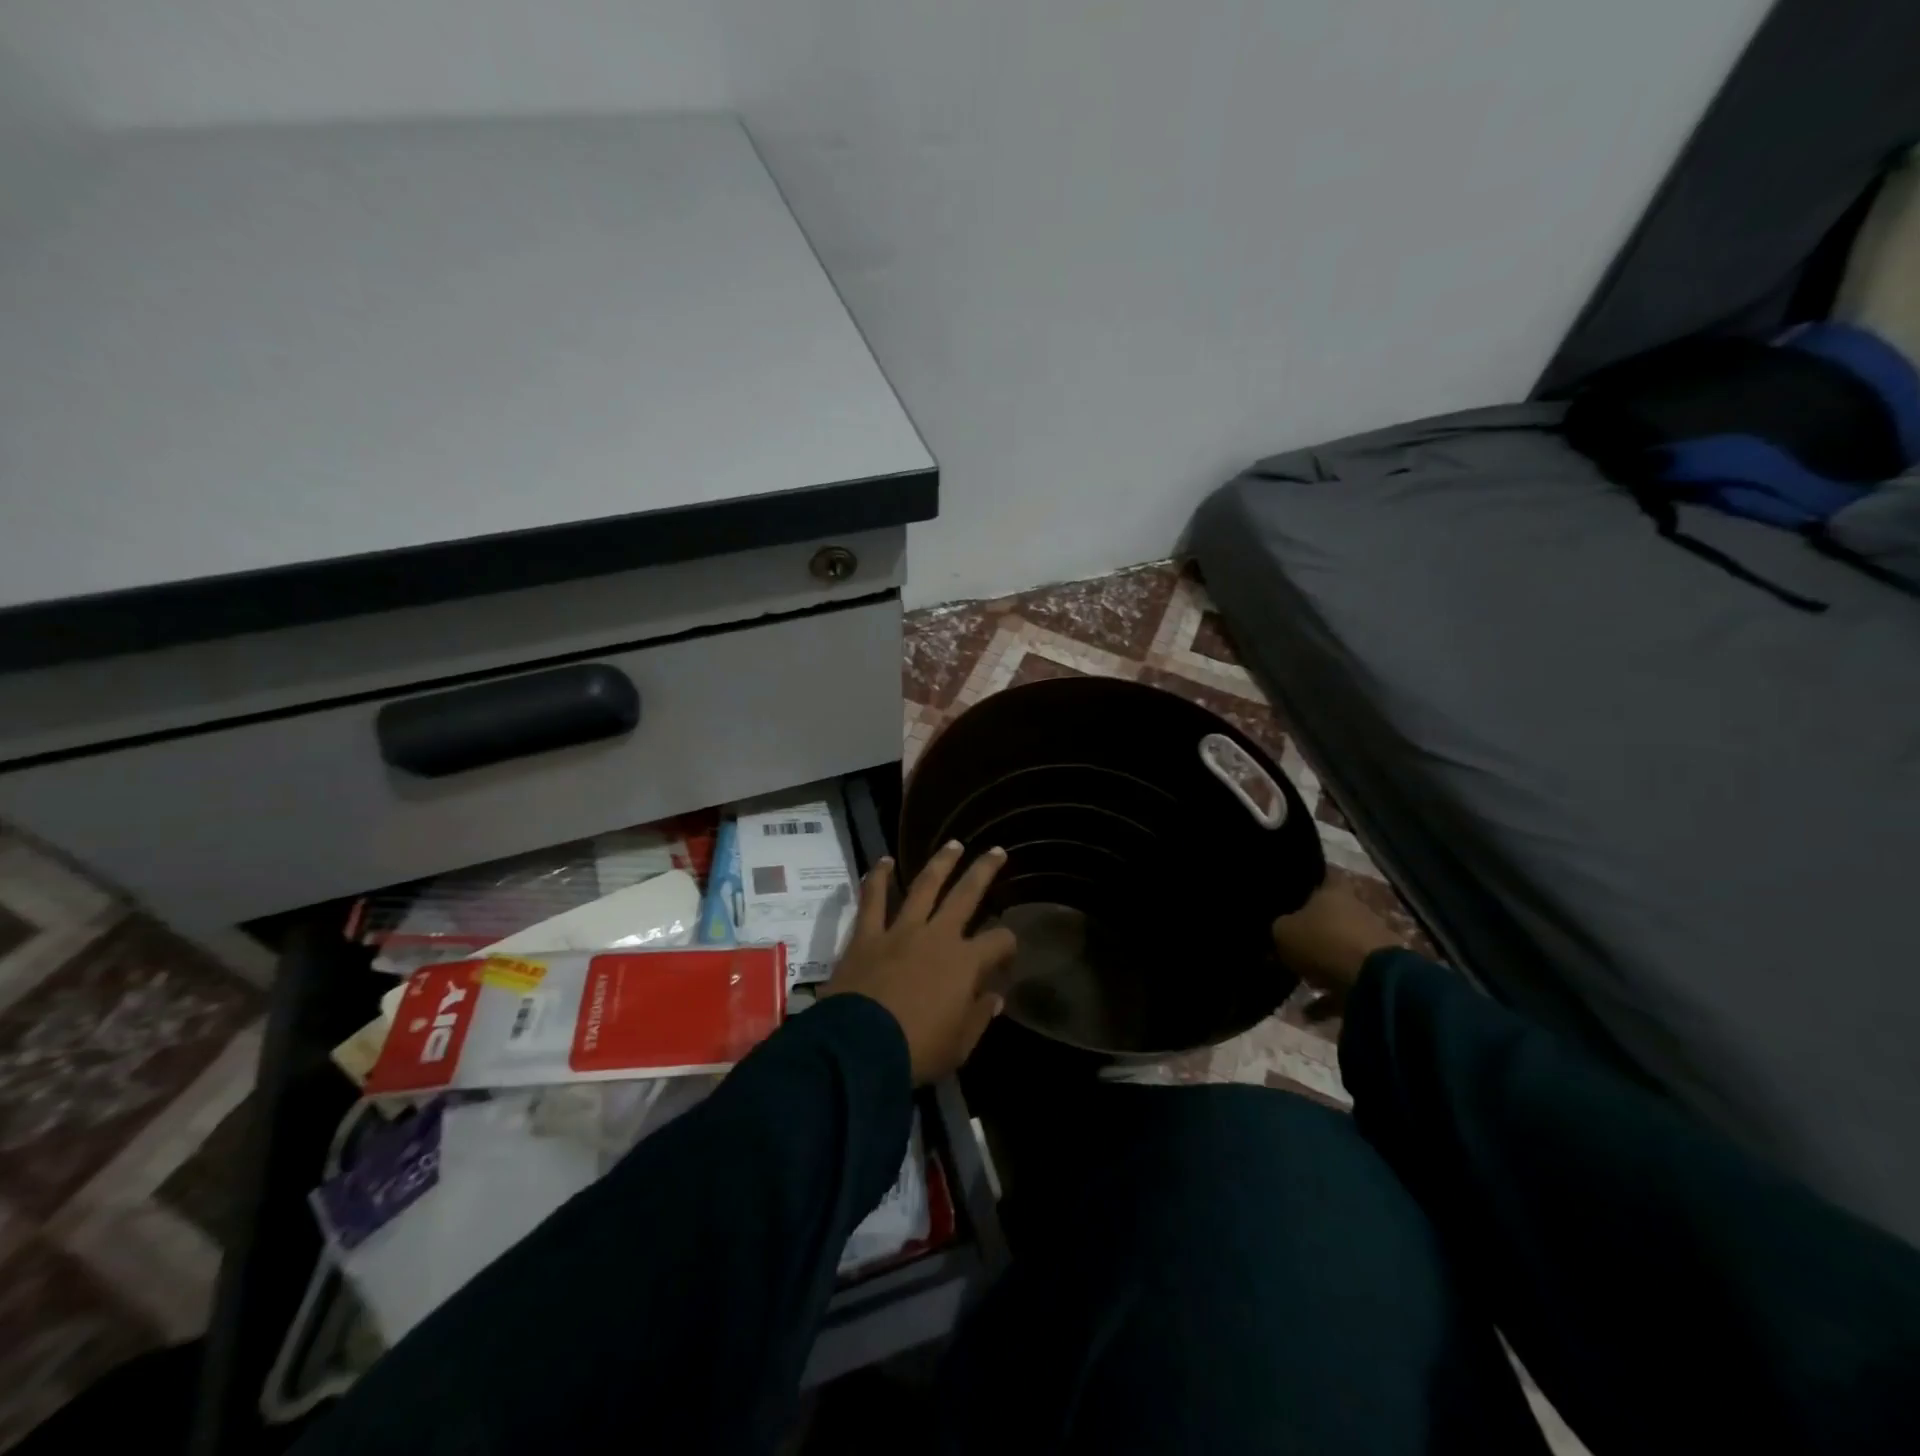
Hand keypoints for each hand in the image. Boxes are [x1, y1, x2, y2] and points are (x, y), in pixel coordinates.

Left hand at [821, 843, 1016, 1084]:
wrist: (860, 1047)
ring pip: (924, 886)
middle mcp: (938, 935)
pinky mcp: (867, 935)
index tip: (1007, 952)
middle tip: (996, 850)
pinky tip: (883, 861)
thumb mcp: (959, 1045)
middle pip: (966, 894)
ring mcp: (901, 930)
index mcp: (965, 962)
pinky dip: (878, 878)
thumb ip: (979, 1016)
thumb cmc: (917, 1050)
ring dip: (940, 863)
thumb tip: (995, 997)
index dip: (1008, 943)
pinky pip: (873, 899)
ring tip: (953, 845)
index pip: (998, 941)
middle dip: (984, 871)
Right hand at [1270, 879, 1400, 997]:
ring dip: (1323, 965)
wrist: (1373, 981)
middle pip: (1331, 917)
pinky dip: (1332, 995)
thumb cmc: (1323, 942)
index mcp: (1335, 892)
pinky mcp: (1382, 972)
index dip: (1304, 886)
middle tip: (1288, 945)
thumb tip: (1278, 930)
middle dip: (1312, 931)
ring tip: (1300, 983)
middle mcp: (1357, 910)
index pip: (1320, 879)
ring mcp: (1373, 941)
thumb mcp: (1282, 932)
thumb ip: (1278, 928)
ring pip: (1341, 949)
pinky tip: (1311, 1012)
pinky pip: (1349, 981)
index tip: (1287, 898)